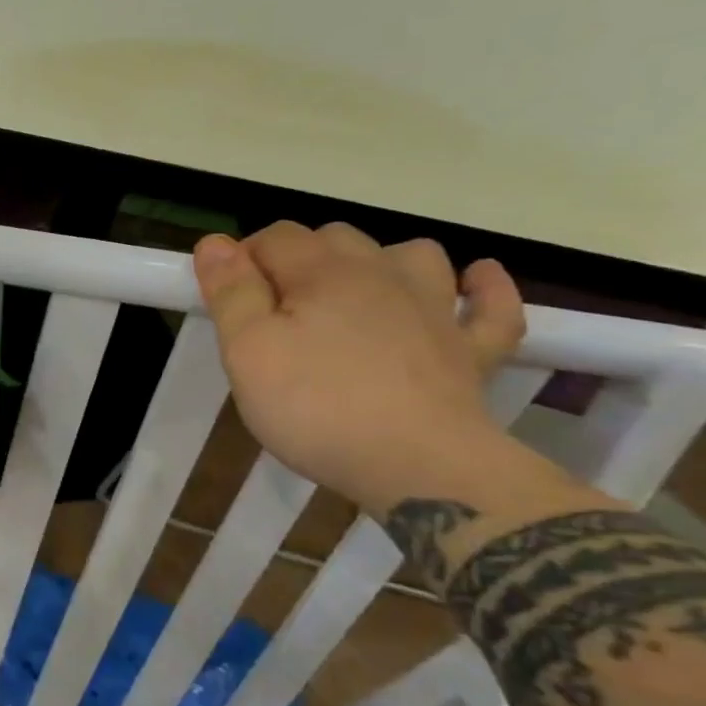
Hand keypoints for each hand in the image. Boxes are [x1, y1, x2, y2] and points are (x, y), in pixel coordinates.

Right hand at [192, 222, 528, 515]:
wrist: (420, 468)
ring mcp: (435, 311)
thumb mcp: (248, 351)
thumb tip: (214, 241)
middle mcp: (382, 275)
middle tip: (273, 309)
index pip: (275, 237)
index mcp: (323, 273)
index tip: (227, 298)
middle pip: (336, 238)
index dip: (243, 257)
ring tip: (355, 292)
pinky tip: (473, 282)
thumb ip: (231, 293)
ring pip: (412, 256)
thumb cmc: (316, 407)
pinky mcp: (472, 351)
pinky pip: (491, 306)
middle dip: (299, 258)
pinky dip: (483, 288)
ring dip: (381, 261)